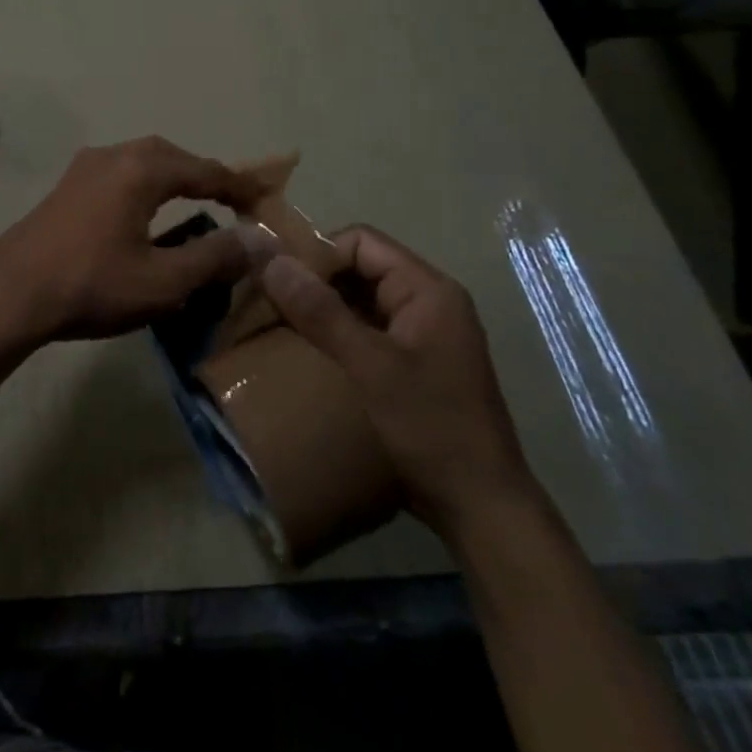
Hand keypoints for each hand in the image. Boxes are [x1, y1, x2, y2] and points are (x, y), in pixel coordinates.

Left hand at [0, 137, 263, 344]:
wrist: (11, 292)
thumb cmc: (92, 284)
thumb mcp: (164, 280)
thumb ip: (215, 257)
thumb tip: (260, 241)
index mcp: (142, 169)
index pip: (205, 170)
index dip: (240, 186)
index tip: (266, 201)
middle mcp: (114, 155)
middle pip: (173, 157)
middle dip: (205, 177)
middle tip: (232, 201)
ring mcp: (84, 168)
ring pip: (142, 162)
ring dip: (173, 179)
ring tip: (195, 205)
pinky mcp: (66, 187)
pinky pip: (120, 175)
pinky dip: (145, 187)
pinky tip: (146, 213)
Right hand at [259, 226, 537, 543]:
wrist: (480, 509)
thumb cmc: (431, 428)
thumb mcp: (370, 366)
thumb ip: (320, 312)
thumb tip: (270, 260)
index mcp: (428, 290)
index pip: (361, 242)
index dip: (318, 253)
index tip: (279, 281)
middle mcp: (428, 302)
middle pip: (360, 267)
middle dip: (316, 280)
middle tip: (272, 302)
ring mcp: (422, 333)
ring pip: (360, 298)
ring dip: (322, 307)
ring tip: (281, 323)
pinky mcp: (413, 361)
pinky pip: (366, 328)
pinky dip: (336, 331)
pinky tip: (308, 350)